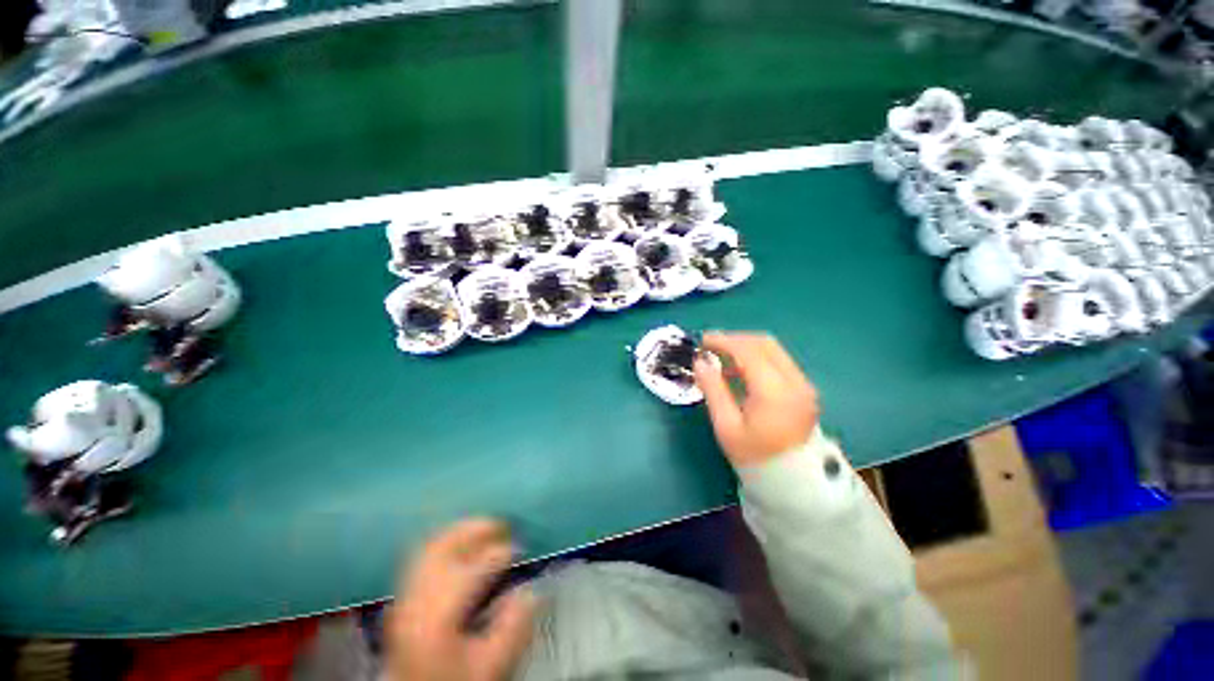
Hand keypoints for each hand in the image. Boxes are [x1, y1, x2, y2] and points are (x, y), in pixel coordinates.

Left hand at [388, 518, 535, 680]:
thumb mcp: (491, 666)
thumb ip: (513, 629)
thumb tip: (530, 591)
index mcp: (439, 615)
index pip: (472, 569)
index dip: (500, 553)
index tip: (520, 548)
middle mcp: (416, 600)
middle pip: (443, 548)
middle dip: (475, 529)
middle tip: (501, 524)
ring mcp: (405, 597)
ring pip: (430, 548)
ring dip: (460, 532)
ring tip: (484, 528)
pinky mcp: (403, 599)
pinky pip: (422, 557)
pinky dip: (444, 544)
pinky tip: (459, 545)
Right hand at [694, 333, 819, 467]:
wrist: (791, 480)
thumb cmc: (753, 455)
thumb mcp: (726, 425)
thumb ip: (713, 389)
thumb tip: (699, 361)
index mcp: (775, 392)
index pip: (748, 352)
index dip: (723, 341)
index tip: (702, 340)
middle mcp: (795, 382)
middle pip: (764, 343)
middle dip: (734, 339)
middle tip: (710, 346)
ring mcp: (803, 384)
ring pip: (772, 349)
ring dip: (745, 347)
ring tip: (721, 359)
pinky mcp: (804, 388)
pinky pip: (778, 361)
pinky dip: (756, 358)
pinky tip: (739, 370)